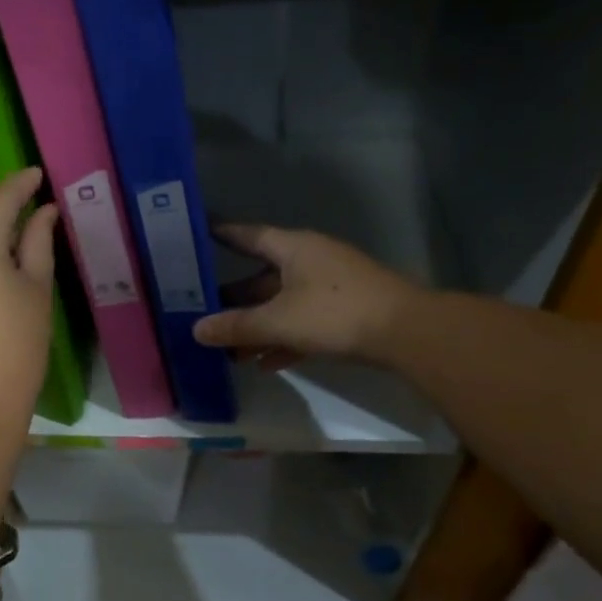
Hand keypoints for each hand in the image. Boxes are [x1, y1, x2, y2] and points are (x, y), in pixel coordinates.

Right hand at [192, 225, 420, 370]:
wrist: (406, 333)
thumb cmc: (334, 313)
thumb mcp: (278, 321)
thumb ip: (236, 326)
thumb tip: (195, 330)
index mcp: (293, 248)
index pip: (248, 235)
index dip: (222, 235)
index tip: (195, 236)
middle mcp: (310, 260)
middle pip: (261, 278)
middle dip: (233, 299)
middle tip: (201, 313)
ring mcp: (329, 286)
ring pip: (282, 304)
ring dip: (257, 327)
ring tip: (228, 351)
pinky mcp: (344, 312)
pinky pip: (303, 322)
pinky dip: (283, 340)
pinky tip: (265, 365)